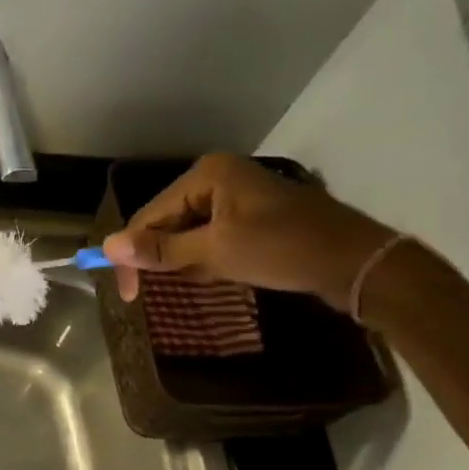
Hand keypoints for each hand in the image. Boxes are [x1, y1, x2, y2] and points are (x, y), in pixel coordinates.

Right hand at [99, 153, 397, 310]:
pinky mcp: (254, 217)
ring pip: (189, 234)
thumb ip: (160, 250)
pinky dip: (209, 259)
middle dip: (164, 258)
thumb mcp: (215, 251)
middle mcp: (218, 178)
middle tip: (159, 292)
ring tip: (208, 279)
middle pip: (167, 222)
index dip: (132, 254)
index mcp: (206, 175)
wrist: (359, 263)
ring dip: (189, 261)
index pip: (149, 215)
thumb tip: (108, 247)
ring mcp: (238, 197)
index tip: (127, 295)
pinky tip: (223, 275)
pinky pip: (212, 238)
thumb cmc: (284, 249)